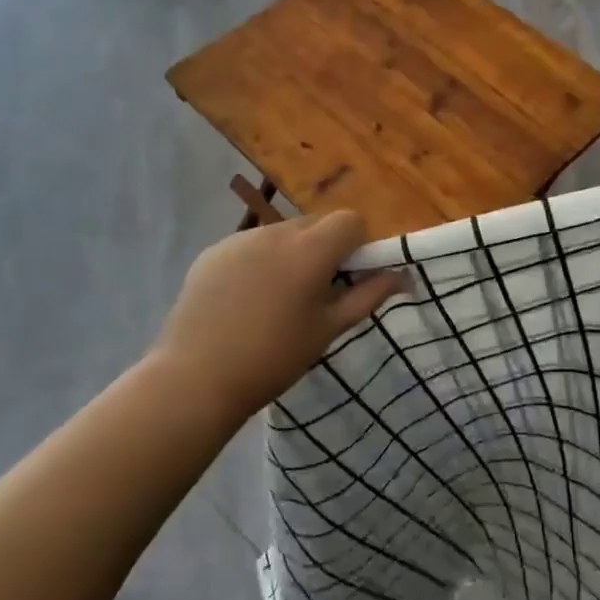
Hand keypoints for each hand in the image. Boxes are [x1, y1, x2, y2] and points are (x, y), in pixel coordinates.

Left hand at [152, 212, 403, 422]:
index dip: (357, 245)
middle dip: (324, 249)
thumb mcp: (328, 330)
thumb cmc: (274, 358)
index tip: (348, 278)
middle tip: (314, 294)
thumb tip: (404, 276)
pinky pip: (250, 245)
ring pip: (282, 234)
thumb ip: (369, 296)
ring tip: (275, 301)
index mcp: (311, 250)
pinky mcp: (212, 251)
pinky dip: (258, 262)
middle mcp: (276, 232)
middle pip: (316, 224)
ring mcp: (240, 239)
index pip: (351, 220)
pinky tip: (244, 301)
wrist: (195, 379)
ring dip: (291, 254)